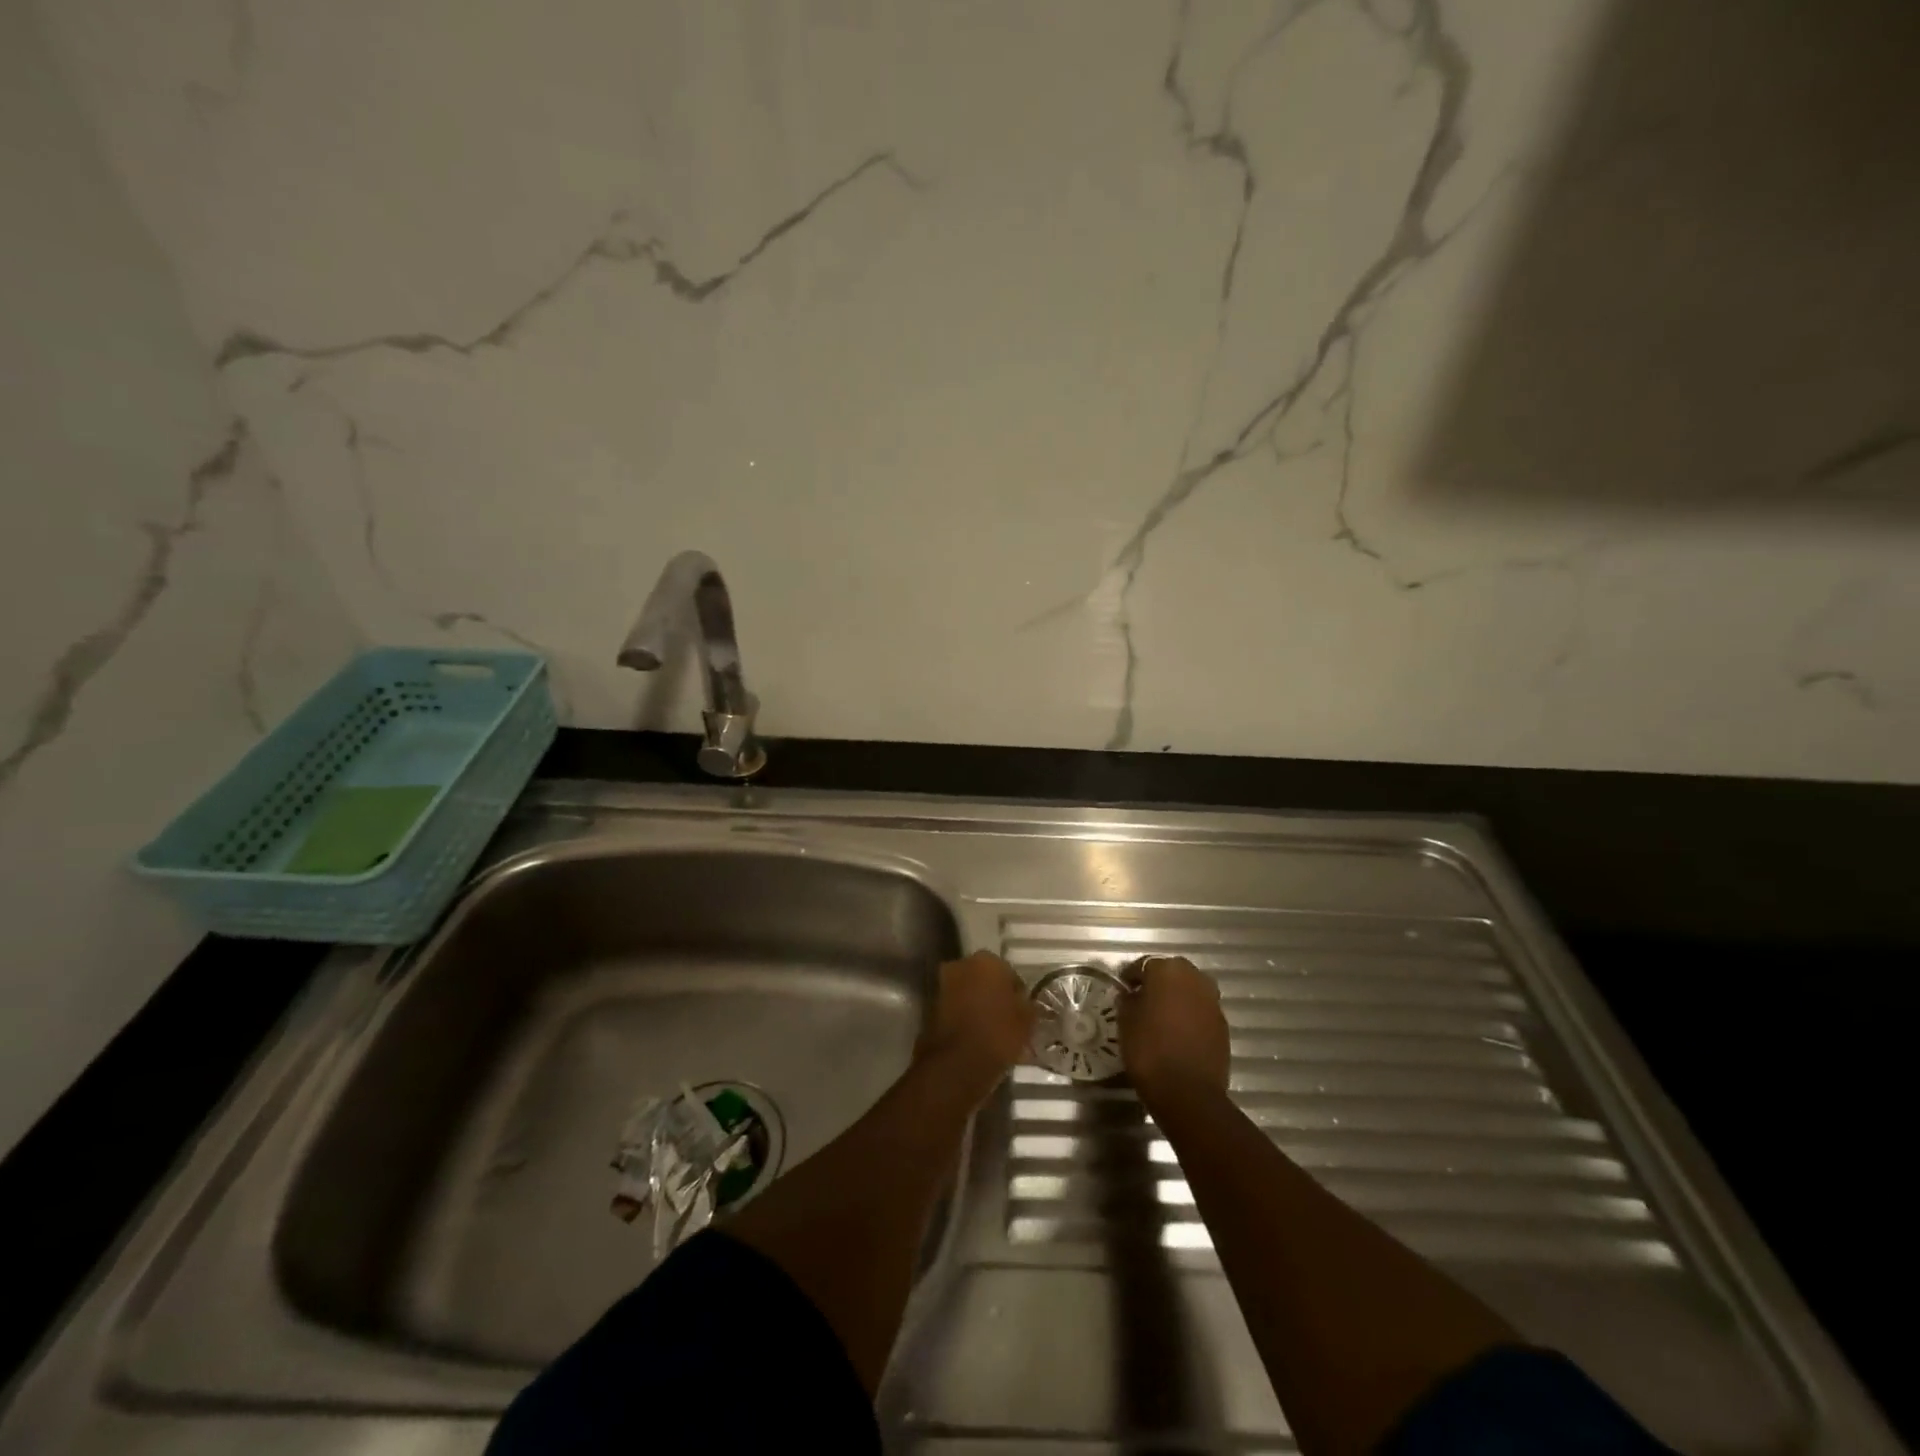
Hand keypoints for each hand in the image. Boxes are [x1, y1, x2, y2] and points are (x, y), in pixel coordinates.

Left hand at [917, 951, 1035, 1092]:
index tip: (1022, 1012)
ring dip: (977, 1007)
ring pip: (967, 994)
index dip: (1017, 994)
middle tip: (1006, 1020)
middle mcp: (961, 965)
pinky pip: (954, 1009)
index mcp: (987, 960)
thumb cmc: (998, 1034)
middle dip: (993, 996)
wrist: (956, 1064)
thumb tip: (1024, 1003)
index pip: (1009, 973)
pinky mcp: (929, 1007)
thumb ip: (1027, 1005)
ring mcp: (942, 985)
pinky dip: (963, 1019)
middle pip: (984, 979)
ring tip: (991, 1033)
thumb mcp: (1027, 1021)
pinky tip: (975, 1039)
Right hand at [1120, 955, 1229, 1097]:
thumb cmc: (1149, 1050)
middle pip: (1172, 973)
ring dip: (1177, 997)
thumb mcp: (1125, 1022)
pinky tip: (1178, 1033)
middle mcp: (1194, 978)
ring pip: (1190, 990)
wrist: (1188, 1092)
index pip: (1143, 965)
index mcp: (1167, 971)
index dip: (1131, 977)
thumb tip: (1131, 995)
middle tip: (1143, 1000)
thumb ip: (1128, 1001)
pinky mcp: (1223, 1025)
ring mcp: (1212, 1001)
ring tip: (1162, 1016)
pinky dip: (1190, 1015)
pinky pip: (1201, 1011)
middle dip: (1158, 983)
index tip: (1123, 989)